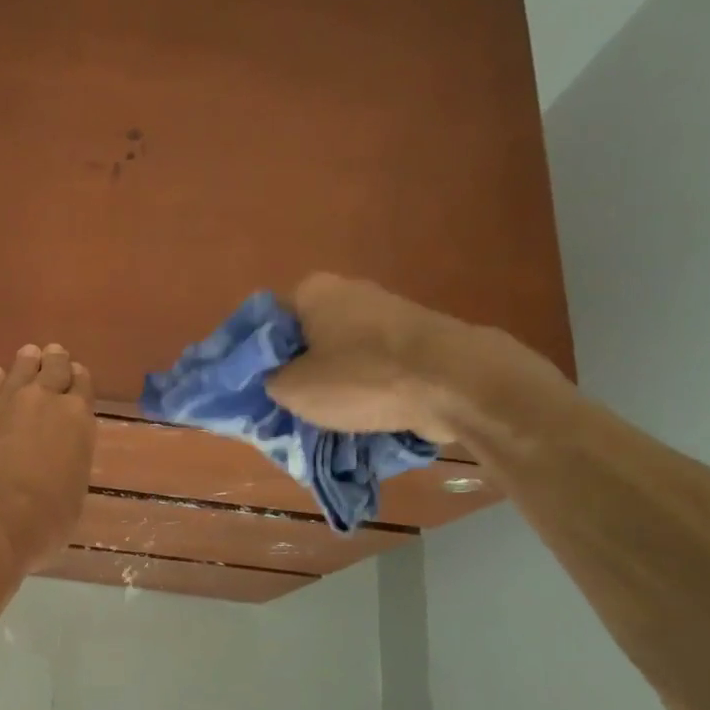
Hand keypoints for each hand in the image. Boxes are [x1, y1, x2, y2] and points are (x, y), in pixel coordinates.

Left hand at [0, 343, 95, 568]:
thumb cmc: (46, 517)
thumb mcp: (74, 492)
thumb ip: (70, 464)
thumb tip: (60, 461)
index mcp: (78, 420)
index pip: (82, 386)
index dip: (79, 379)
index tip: (77, 373)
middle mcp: (46, 401)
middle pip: (54, 368)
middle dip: (56, 360)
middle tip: (55, 352)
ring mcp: (9, 402)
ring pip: (22, 369)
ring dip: (28, 361)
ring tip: (30, 353)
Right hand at [265, 274, 475, 441]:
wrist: (456, 382)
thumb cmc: (361, 377)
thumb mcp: (293, 389)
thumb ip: (269, 381)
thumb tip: (274, 379)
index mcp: (312, 291)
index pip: (266, 322)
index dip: (256, 357)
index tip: (254, 388)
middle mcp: (349, 291)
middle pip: (306, 337)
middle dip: (296, 371)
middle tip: (286, 406)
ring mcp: (389, 314)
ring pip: (342, 354)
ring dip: (332, 382)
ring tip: (325, 419)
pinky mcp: (418, 340)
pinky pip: (375, 366)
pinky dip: (366, 388)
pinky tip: (362, 415)